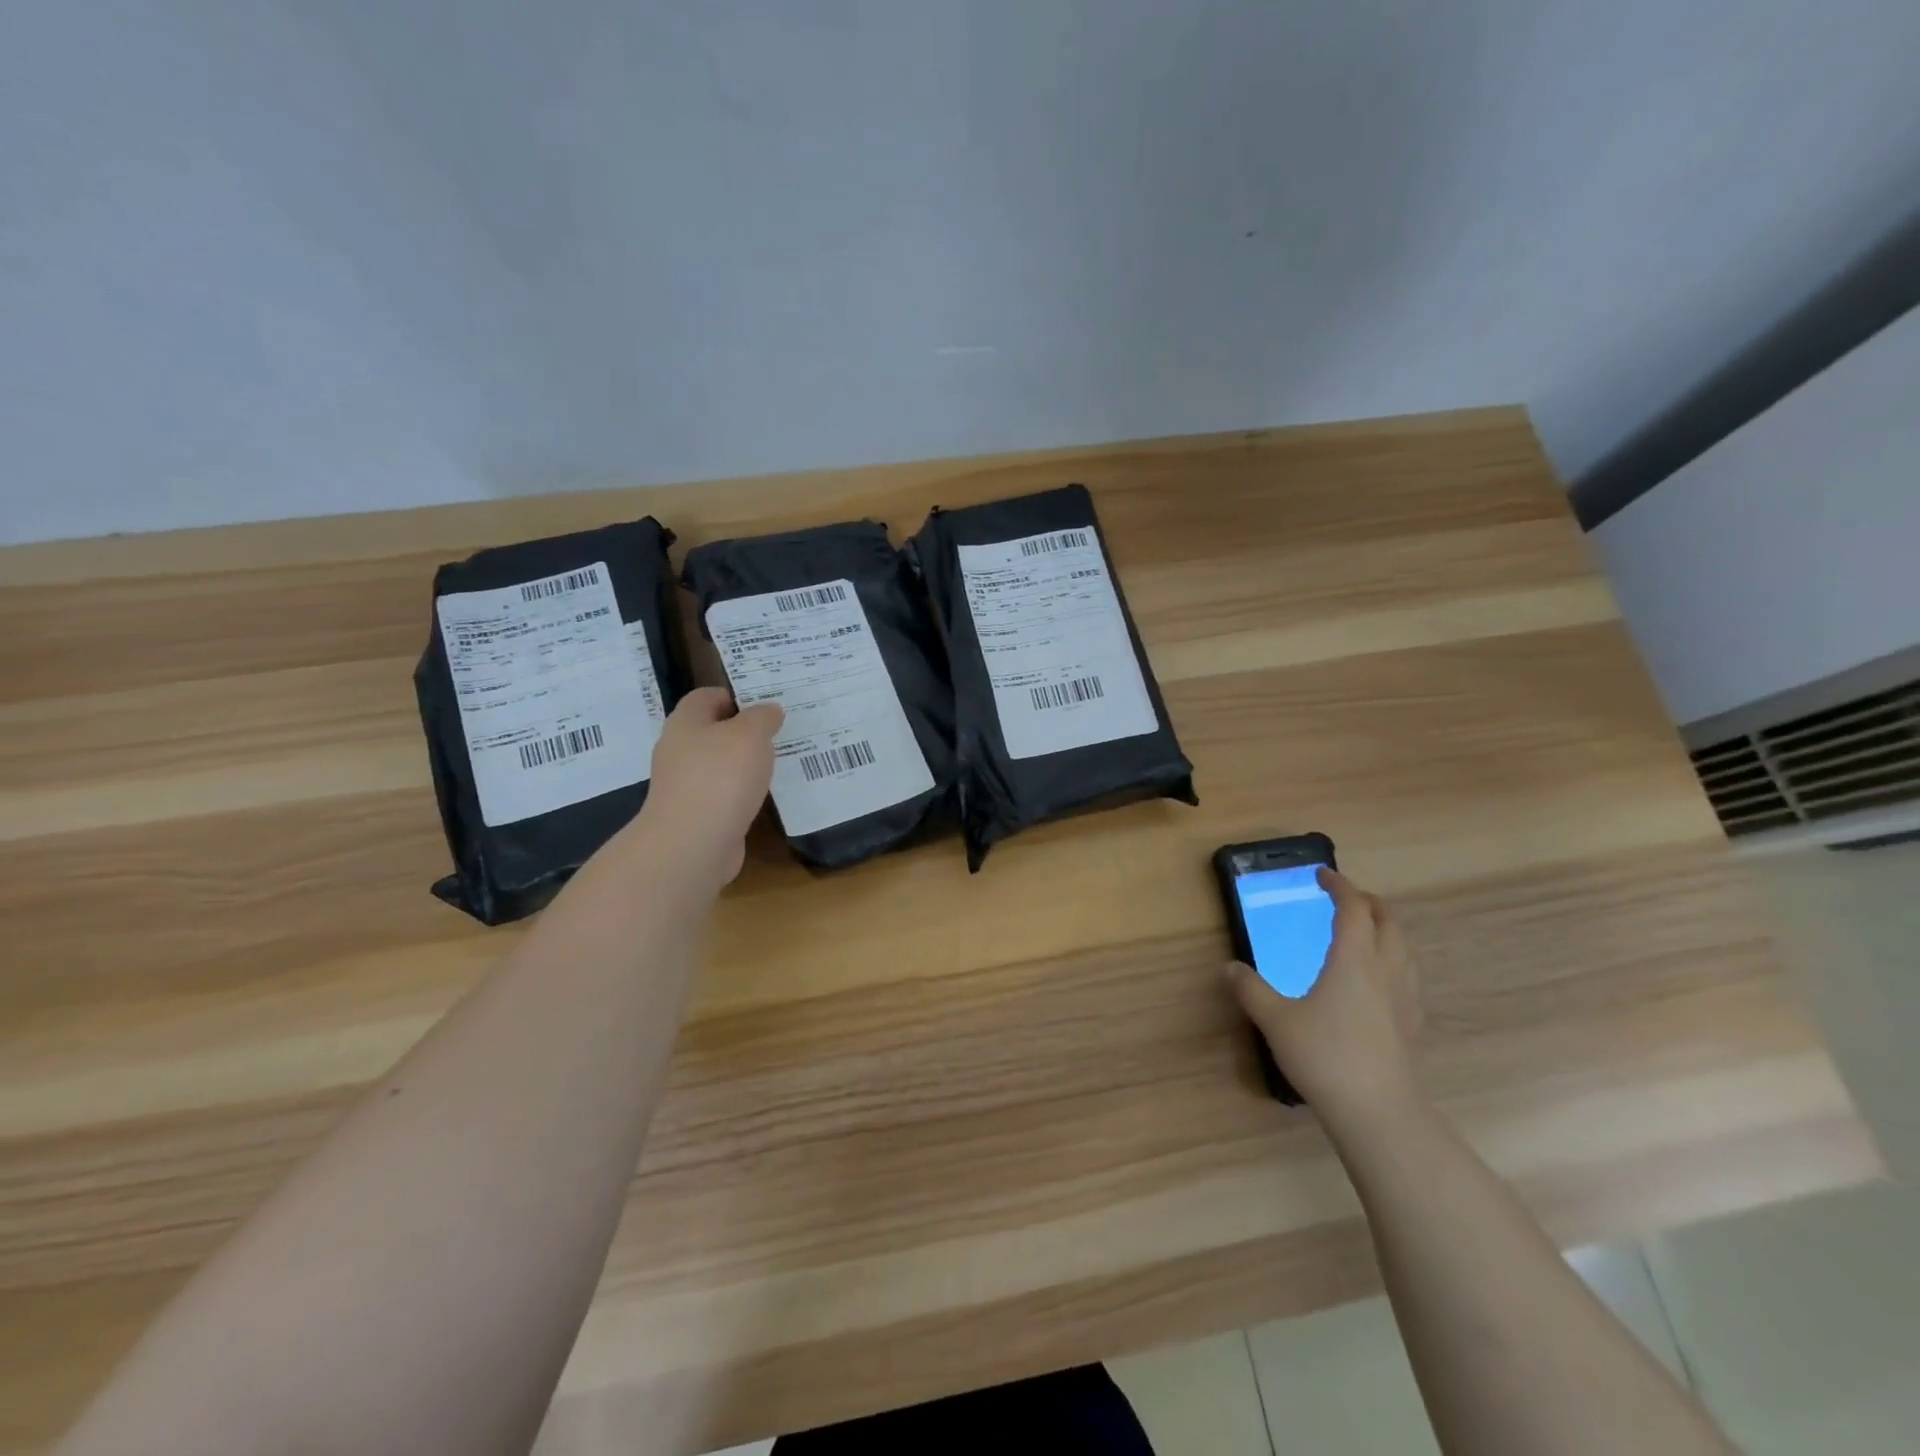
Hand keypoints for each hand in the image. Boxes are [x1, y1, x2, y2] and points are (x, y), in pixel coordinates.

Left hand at [635, 687, 782, 886]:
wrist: (693, 844)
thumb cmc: (721, 778)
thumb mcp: (751, 735)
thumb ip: (763, 717)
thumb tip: (769, 710)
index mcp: (686, 723)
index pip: (706, 696)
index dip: (735, 695)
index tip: (766, 704)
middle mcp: (679, 750)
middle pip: (712, 731)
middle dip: (743, 731)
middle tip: (778, 732)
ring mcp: (684, 785)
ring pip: (718, 764)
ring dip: (743, 764)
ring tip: (777, 763)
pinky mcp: (694, 814)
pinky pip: (722, 793)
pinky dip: (741, 792)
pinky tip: (762, 796)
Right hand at [1229, 868, 1422, 1123]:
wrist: (1379, 1113)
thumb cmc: (1324, 1056)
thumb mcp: (1275, 1020)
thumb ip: (1251, 990)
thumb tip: (1231, 968)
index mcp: (1353, 959)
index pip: (1353, 908)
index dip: (1339, 886)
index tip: (1322, 874)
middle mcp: (1385, 970)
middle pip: (1388, 921)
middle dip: (1368, 902)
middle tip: (1344, 898)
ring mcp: (1405, 997)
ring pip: (1404, 947)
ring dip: (1385, 929)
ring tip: (1363, 932)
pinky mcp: (1412, 1023)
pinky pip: (1408, 975)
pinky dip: (1393, 959)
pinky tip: (1377, 980)